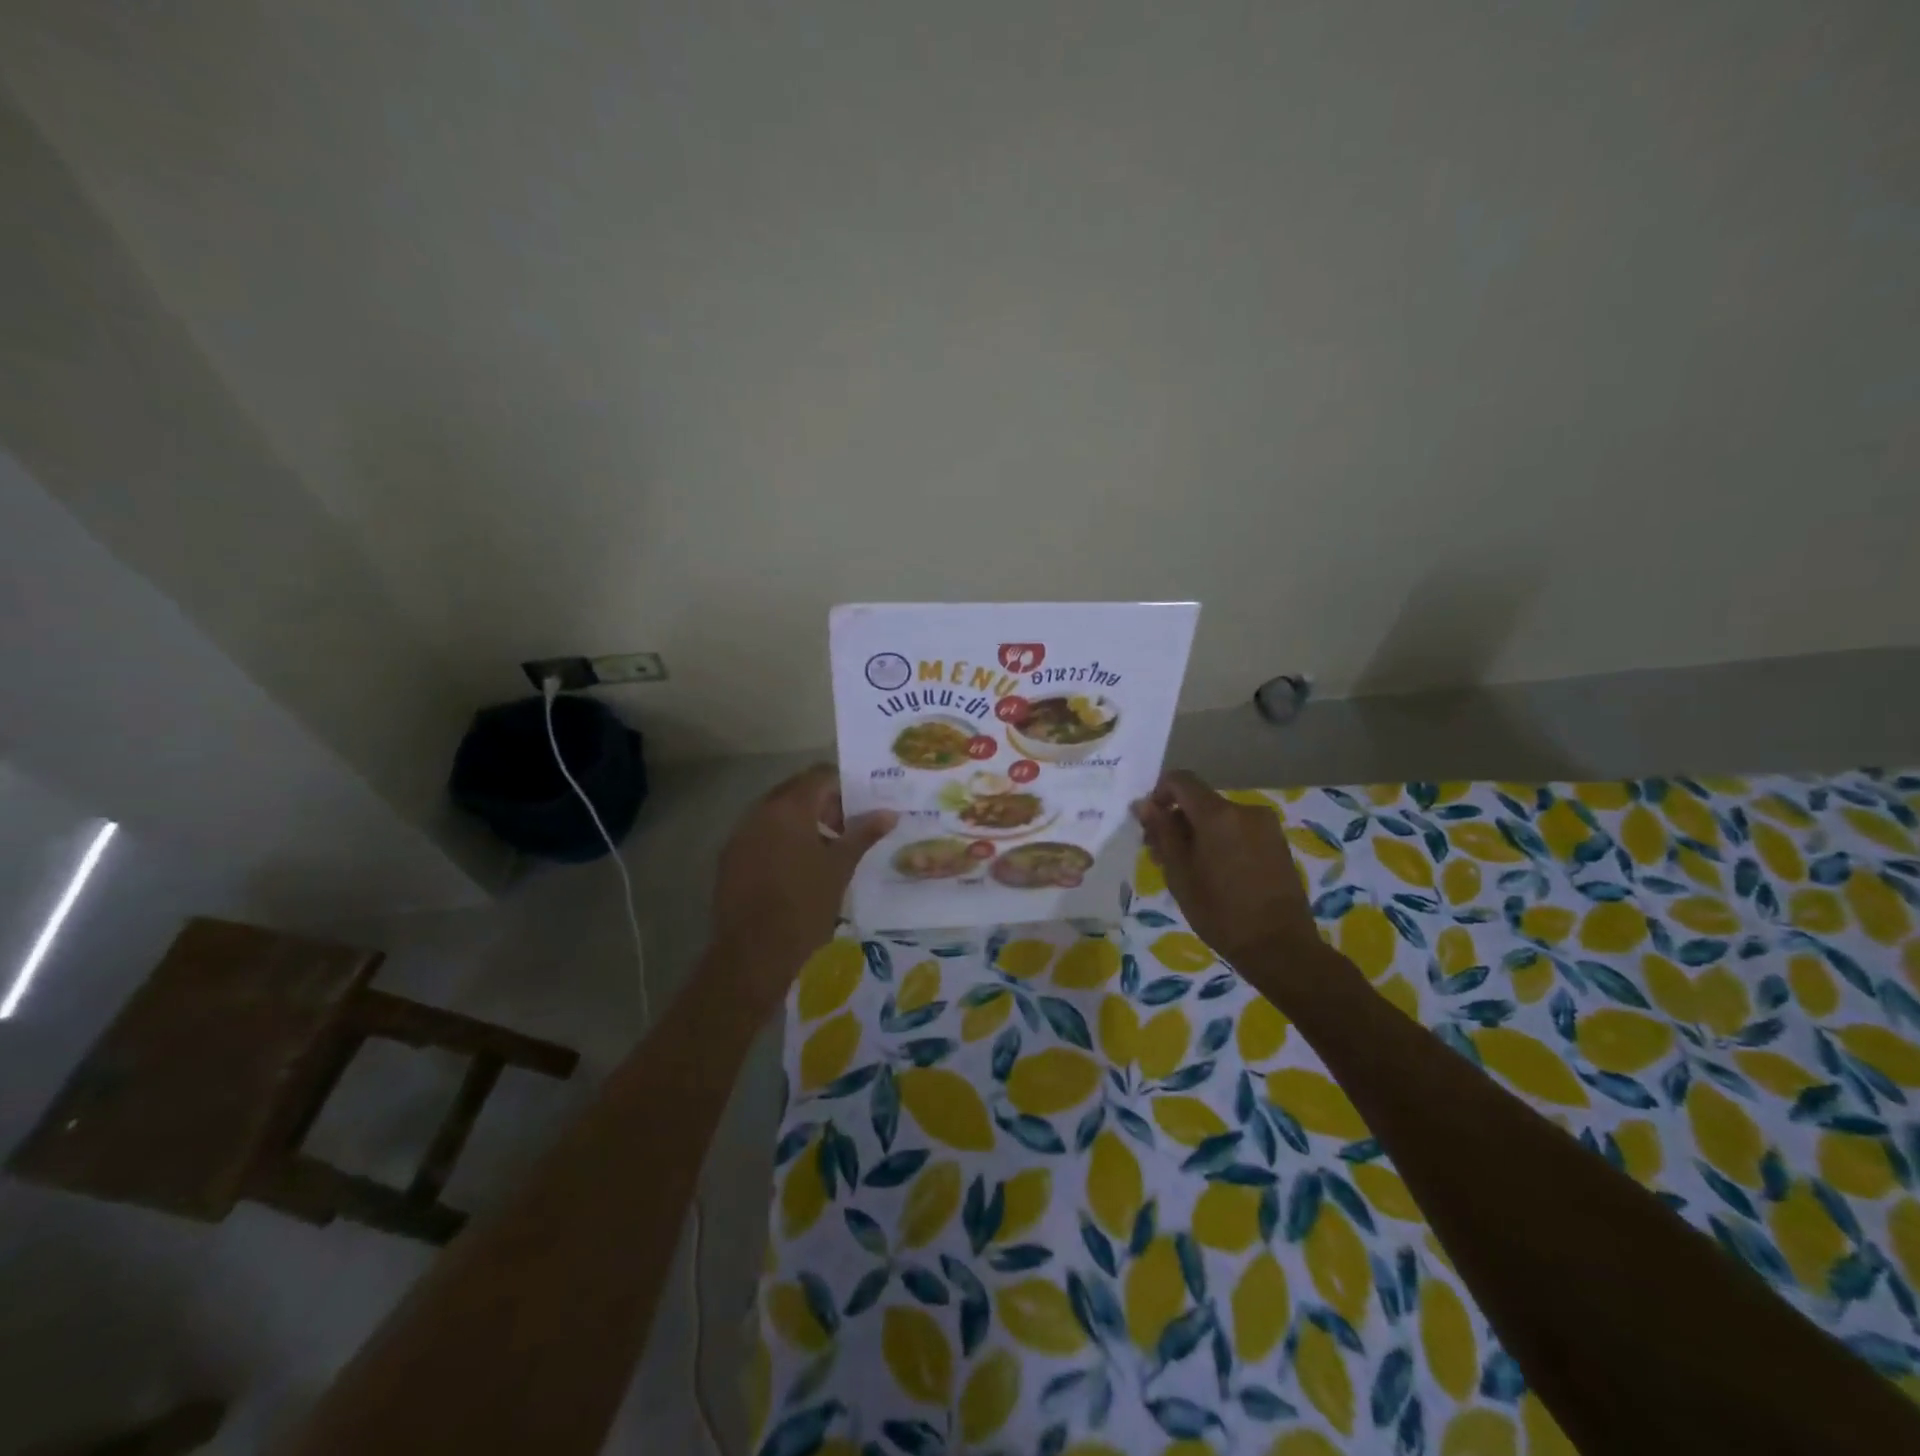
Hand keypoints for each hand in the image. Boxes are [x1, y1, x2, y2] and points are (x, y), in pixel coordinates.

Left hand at [712, 764, 895, 1003]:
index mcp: (789, 808)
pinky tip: (797, 870)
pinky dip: (781, 840)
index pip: (820, 776)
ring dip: (802, 822)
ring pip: (776, 814)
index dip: (844, 788)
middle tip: (846, 830)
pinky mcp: (729, 859)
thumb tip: (889, 813)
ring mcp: (740, 835)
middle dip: (823, 804)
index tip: (861, 810)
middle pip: (796, 791)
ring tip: (825, 852)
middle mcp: (760, 812)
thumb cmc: (805, 905)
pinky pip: (760, 835)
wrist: (754, 953)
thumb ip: (863, 834)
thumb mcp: (840, 868)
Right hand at [1133, 770, 1319, 967]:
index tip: (1150, 824)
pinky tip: (1214, 874)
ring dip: (1198, 834)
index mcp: (1218, 814)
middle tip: (1161, 855)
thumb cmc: (1220, 912)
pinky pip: (1238, 830)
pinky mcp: (1277, 844)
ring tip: (1187, 870)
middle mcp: (1245, 810)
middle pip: (1200, 801)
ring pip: (1219, 818)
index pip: (1181, 780)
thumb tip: (1144, 804)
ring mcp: (1266, 826)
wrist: (1280, 947)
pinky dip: (1220, 842)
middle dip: (1176, 820)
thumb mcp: (1179, 873)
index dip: (1159, 794)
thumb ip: (1162, 832)